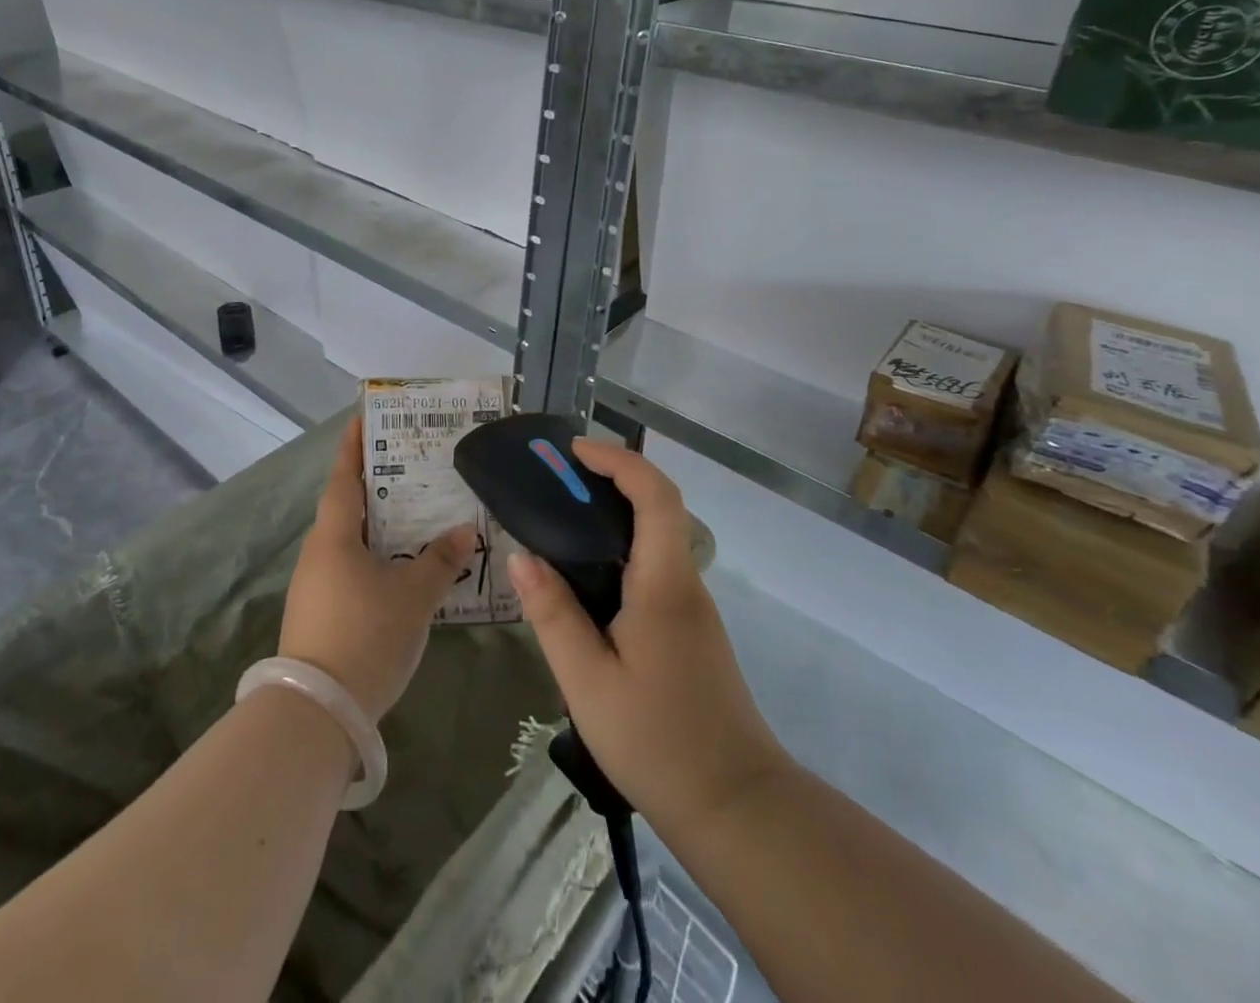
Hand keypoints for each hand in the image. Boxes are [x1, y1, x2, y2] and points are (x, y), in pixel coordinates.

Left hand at [279, 418, 477, 722]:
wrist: (317, 712)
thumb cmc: (366, 634)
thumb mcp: (413, 596)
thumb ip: (440, 560)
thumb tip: (464, 531)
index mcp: (334, 535)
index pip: (344, 476)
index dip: (354, 445)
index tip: (365, 416)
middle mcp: (318, 552)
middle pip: (347, 506)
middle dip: (376, 484)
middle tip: (411, 465)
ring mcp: (315, 585)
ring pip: (350, 540)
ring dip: (377, 525)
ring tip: (415, 514)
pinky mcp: (320, 613)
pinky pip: (350, 568)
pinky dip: (375, 557)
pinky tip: (402, 568)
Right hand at [508, 440, 789, 843]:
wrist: (737, 807)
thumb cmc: (657, 741)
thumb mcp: (587, 680)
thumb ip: (553, 614)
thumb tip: (521, 556)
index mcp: (664, 584)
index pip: (655, 495)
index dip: (619, 460)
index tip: (574, 451)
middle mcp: (685, 583)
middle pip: (658, 507)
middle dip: (610, 479)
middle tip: (556, 481)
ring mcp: (693, 607)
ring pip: (657, 538)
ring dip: (614, 514)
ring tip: (560, 522)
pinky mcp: (690, 630)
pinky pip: (654, 567)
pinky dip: (621, 549)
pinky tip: (586, 578)